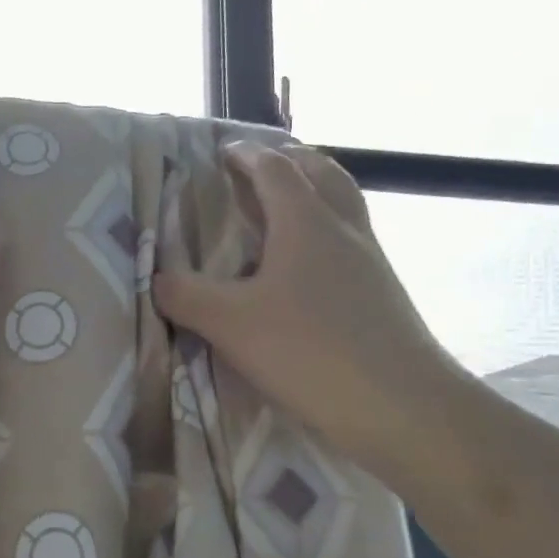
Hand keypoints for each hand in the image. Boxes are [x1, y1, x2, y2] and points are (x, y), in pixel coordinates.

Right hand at [153, 143, 472, 479]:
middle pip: (321, 172)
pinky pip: (350, 240)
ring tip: (285, 208)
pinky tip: (306, 267)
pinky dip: (326, 232)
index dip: (246, 155)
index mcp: (305, 222)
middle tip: (261, 166)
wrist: (402, 407)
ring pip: (343, 205)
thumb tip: (156, 278)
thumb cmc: (310, 351)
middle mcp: (343, 229)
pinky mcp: (383, 293)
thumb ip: (185, 296)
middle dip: (290, 160)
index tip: (223, 151)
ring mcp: (370, 260)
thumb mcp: (230, 324)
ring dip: (315, 192)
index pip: (274, 169)